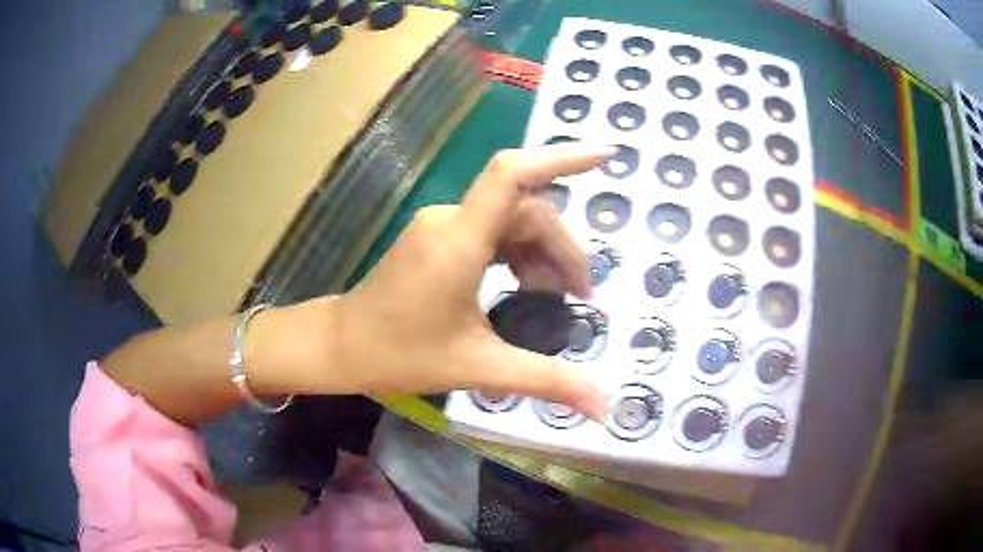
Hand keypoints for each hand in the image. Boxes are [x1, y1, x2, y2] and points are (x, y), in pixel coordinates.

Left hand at [322, 144, 612, 419]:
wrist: (342, 346)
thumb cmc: (401, 356)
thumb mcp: (480, 368)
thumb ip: (547, 381)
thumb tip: (604, 408)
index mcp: (459, 240)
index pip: (512, 174)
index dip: (561, 158)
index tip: (606, 157)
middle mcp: (450, 220)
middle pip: (525, 209)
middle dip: (562, 249)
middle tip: (581, 295)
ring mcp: (440, 225)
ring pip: (510, 219)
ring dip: (541, 252)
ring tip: (556, 295)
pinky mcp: (435, 236)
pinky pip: (489, 230)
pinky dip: (517, 252)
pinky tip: (524, 284)